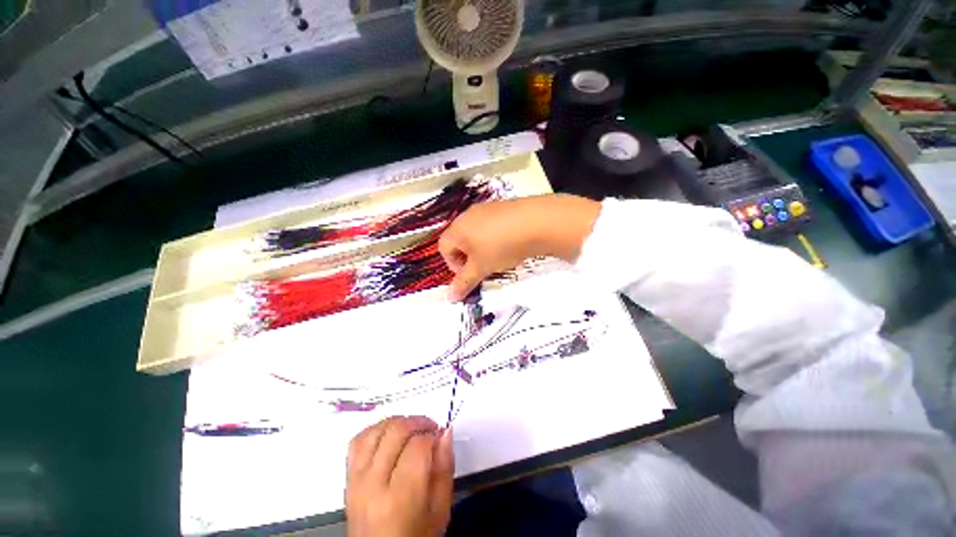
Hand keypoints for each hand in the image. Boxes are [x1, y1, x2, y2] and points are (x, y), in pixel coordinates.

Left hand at [346, 416, 453, 536]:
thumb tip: (445, 432)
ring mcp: (356, 481)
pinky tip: (389, 434)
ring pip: (375, 431)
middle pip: (396, 432)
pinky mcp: (347, 479)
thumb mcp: (439, 511)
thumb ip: (445, 469)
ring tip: (412, 429)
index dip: (434, 435)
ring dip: (398, 422)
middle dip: (418, 422)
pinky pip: (357, 441)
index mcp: (400, 499)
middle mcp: (373, 485)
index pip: (418, 446)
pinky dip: (375, 430)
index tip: (441, 437)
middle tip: (431, 429)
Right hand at [439, 194, 600, 299]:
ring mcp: (486, 209)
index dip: (453, 265)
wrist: (536, 222)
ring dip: (482, 249)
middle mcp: (468, 215)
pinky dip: (495, 238)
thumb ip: (464, 282)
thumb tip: (450, 298)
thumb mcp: (481, 267)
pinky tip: (510, 244)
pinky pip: (491, 226)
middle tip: (483, 268)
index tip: (470, 274)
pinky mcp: (502, 208)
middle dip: (468, 258)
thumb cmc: (500, 246)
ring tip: (498, 257)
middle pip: (459, 240)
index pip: (444, 248)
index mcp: (457, 228)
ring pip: (476, 234)